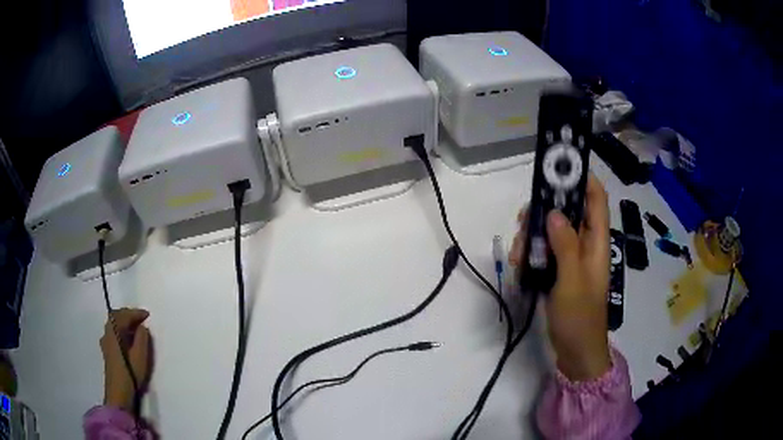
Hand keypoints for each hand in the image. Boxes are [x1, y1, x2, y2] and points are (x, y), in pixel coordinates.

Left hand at [101, 308, 150, 410]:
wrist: (118, 393)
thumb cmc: (130, 374)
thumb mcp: (140, 356)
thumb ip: (142, 339)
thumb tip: (142, 327)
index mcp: (114, 331)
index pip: (124, 315)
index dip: (136, 313)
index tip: (147, 315)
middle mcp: (107, 333)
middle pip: (116, 316)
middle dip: (128, 315)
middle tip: (140, 318)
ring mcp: (106, 342)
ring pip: (114, 324)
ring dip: (124, 322)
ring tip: (135, 328)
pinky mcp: (107, 351)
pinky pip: (113, 332)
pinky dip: (120, 330)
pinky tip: (126, 339)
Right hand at [510, 174, 610, 380]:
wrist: (576, 352)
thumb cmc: (579, 317)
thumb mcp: (572, 280)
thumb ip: (565, 245)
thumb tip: (553, 212)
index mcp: (597, 243)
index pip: (596, 200)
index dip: (584, 180)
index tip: (561, 168)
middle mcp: (586, 245)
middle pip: (569, 212)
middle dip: (546, 210)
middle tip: (524, 218)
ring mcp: (572, 259)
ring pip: (553, 231)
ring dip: (533, 235)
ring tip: (518, 252)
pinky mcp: (560, 272)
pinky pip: (545, 252)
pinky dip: (531, 254)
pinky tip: (520, 265)